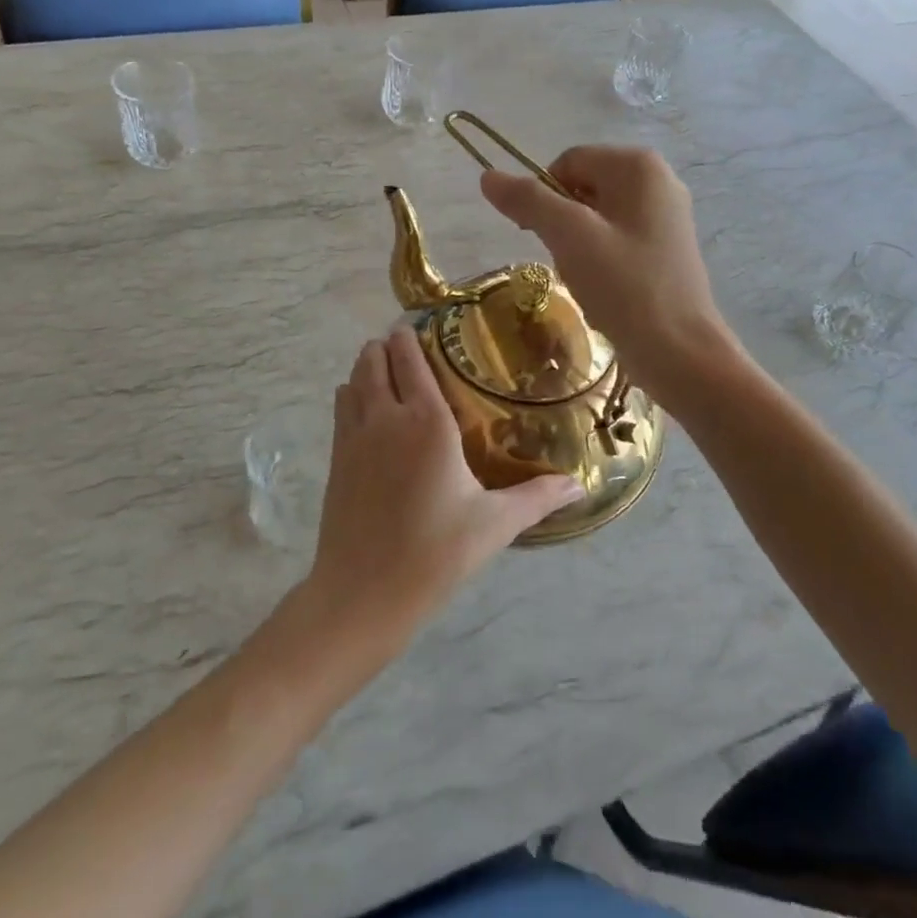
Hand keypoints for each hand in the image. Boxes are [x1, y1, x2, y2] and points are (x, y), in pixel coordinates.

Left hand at [307, 327, 582, 641]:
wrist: (363, 592)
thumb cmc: (436, 553)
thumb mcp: (494, 524)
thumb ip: (538, 498)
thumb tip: (579, 486)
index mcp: (427, 422)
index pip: (410, 359)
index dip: (410, 337)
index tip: (419, 325)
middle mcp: (386, 417)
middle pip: (374, 359)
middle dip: (387, 346)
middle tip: (408, 347)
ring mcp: (354, 436)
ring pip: (353, 379)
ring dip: (366, 367)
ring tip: (387, 370)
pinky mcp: (336, 457)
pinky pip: (341, 407)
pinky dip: (351, 394)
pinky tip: (365, 407)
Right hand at [480, 146, 731, 395]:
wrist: (679, 352)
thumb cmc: (624, 286)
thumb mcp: (569, 237)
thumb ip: (528, 201)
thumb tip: (488, 176)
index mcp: (639, 166)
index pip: (567, 162)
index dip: (542, 196)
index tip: (535, 236)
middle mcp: (658, 181)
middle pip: (582, 189)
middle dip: (562, 225)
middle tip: (566, 261)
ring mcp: (666, 217)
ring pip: (595, 219)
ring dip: (577, 248)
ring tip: (587, 280)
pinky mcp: (666, 250)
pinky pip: (615, 242)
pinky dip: (599, 263)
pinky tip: (603, 291)